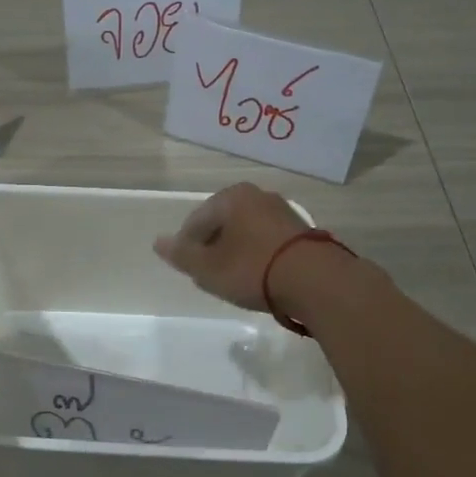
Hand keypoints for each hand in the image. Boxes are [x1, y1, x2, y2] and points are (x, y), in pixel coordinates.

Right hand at [152, 183, 308, 312]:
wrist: (317, 281)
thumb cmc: (253, 269)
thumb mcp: (208, 268)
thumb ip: (182, 255)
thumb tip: (158, 241)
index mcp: (231, 197)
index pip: (196, 220)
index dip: (187, 247)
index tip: (190, 271)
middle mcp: (258, 195)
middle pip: (223, 223)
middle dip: (213, 247)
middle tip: (210, 275)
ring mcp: (283, 211)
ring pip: (246, 231)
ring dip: (237, 251)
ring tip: (235, 278)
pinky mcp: (303, 231)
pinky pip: (268, 240)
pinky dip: (258, 255)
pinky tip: (260, 276)